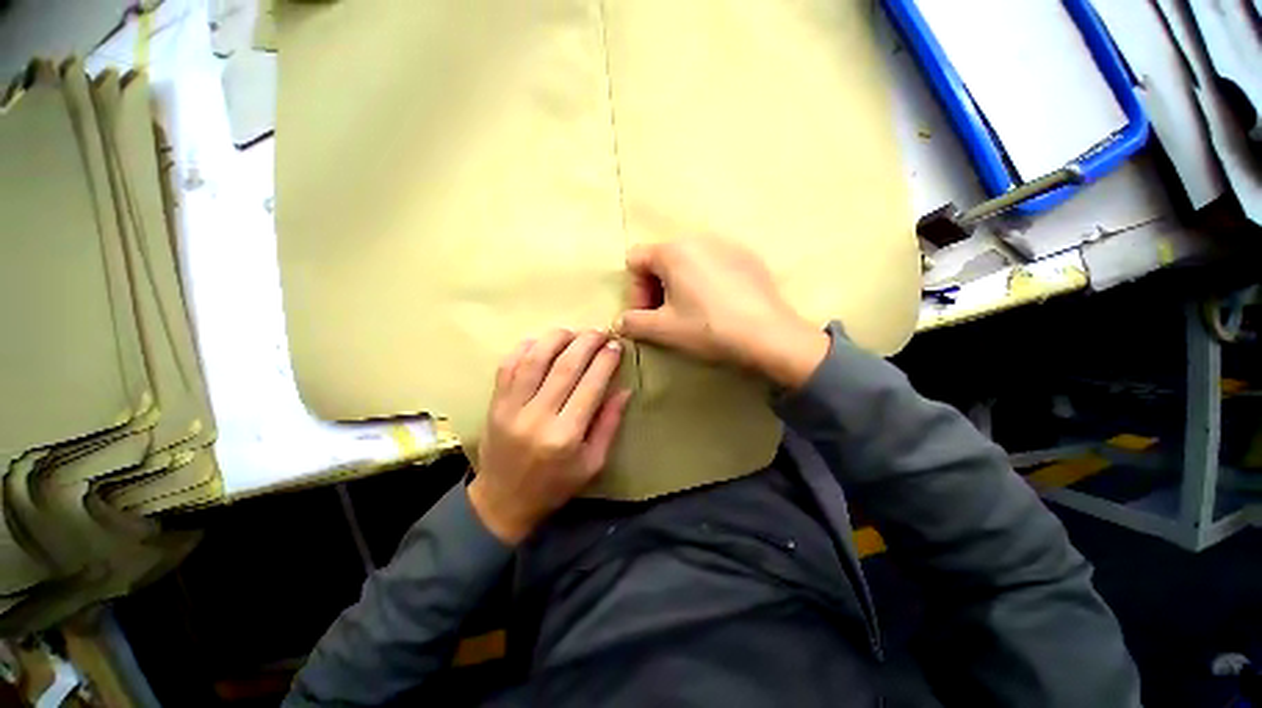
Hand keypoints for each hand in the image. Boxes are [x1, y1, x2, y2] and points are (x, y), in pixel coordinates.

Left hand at [469, 329, 631, 543]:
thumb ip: (609, 424)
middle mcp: (537, 417)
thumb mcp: (593, 463)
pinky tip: (541, 342)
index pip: (590, 385)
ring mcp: (511, 408)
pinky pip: (508, 365)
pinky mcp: (495, 404)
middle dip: (586, 342)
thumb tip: (624, 389)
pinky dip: (525, 347)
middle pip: (564, 366)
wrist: (503, 502)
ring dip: (556, 338)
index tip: (616, 346)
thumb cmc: (555, 485)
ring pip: (534, 359)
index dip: (606, 361)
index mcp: (565, 436)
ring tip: (574, 332)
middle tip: (600, 331)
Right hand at [617, 239, 828, 388]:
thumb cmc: (707, 327)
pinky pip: (712, 264)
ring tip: (692, 313)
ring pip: (687, 262)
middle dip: (656, 288)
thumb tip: (619, 322)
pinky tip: (718, 307)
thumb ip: (633, 323)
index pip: (635, 260)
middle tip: (666, 317)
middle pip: (661, 259)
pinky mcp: (747, 256)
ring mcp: (726, 244)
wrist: (768, 334)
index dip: (634, 291)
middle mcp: (698, 237)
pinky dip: (705, 283)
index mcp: (673, 250)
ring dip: (679, 286)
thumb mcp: (663, 329)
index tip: (647, 315)